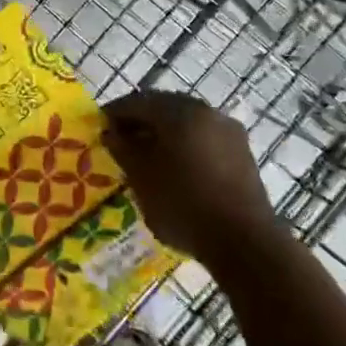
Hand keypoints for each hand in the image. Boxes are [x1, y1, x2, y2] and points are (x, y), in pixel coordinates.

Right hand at [103, 91, 276, 257]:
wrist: (245, 244)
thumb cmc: (183, 204)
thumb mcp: (141, 177)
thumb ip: (122, 148)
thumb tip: (112, 133)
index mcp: (179, 111)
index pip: (137, 101)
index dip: (114, 113)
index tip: (99, 128)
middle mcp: (206, 111)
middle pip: (164, 108)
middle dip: (140, 121)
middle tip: (121, 141)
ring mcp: (228, 131)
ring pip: (186, 123)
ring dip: (163, 134)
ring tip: (146, 158)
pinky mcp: (242, 153)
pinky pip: (204, 139)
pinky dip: (185, 146)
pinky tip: (175, 169)